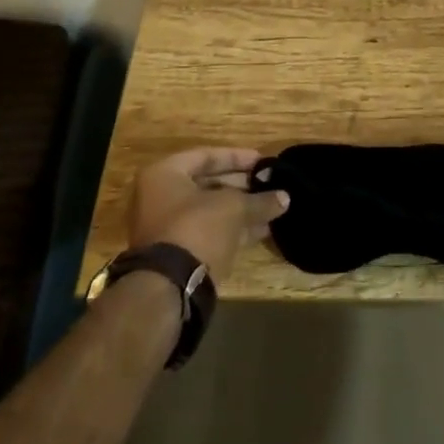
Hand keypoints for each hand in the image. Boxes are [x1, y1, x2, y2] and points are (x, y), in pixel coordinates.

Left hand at [128, 148, 288, 283]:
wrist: (169, 287)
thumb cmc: (196, 228)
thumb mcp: (233, 208)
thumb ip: (259, 200)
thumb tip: (284, 198)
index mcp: (164, 175)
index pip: (206, 156)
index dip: (238, 157)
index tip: (264, 161)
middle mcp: (159, 197)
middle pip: (207, 183)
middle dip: (242, 185)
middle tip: (269, 185)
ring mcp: (166, 227)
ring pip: (209, 210)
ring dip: (240, 209)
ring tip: (272, 207)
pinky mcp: (176, 253)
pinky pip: (208, 232)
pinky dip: (232, 229)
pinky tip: (262, 230)